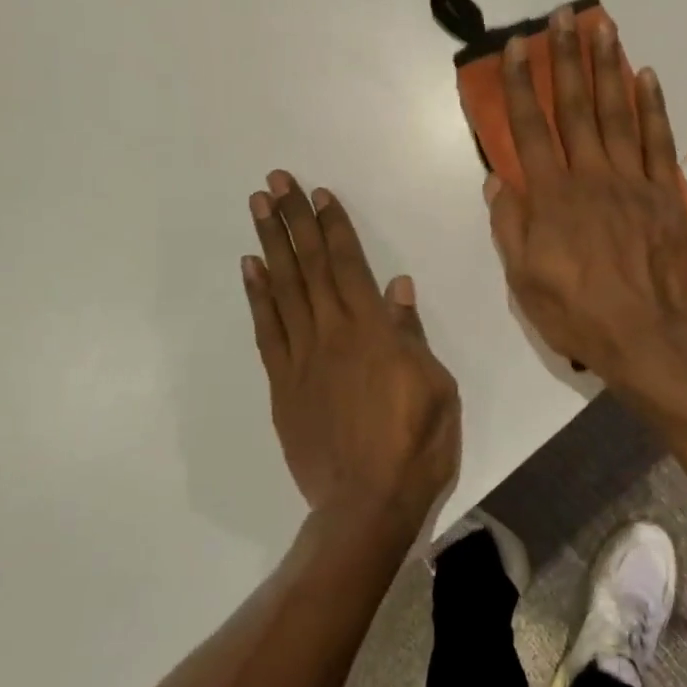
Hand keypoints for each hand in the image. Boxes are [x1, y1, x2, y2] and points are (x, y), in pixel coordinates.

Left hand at [243, 171, 460, 536]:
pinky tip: (251, 269)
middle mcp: (331, 334)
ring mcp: (301, 359)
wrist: (366, 505)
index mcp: (372, 331)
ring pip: (283, 290)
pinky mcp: (282, 386)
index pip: (349, 265)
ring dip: (270, 245)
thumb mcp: (436, 386)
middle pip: (310, 266)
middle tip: (275, 181)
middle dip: (293, 220)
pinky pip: (267, 331)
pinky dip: (257, 296)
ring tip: (258, 208)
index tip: (318, 194)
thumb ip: (411, 334)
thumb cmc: (416, 445)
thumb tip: (398, 287)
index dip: (333, 226)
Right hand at [485, 7, 686, 396]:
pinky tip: (646, 76)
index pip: (530, 129)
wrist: (647, 338)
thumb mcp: (524, 280)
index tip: (514, 48)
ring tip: (603, 27)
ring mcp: (633, 182)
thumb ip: (509, 226)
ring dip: (608, 68)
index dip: (519, 86)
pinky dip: (652, 107)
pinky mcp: (666, 194)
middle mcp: (591, 177)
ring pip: (617, 113)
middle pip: (574, 108)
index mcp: (552, 198)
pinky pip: (658, 142)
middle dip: (566, 59)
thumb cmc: (577, 313)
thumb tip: (497, 181)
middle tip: (564, 16)